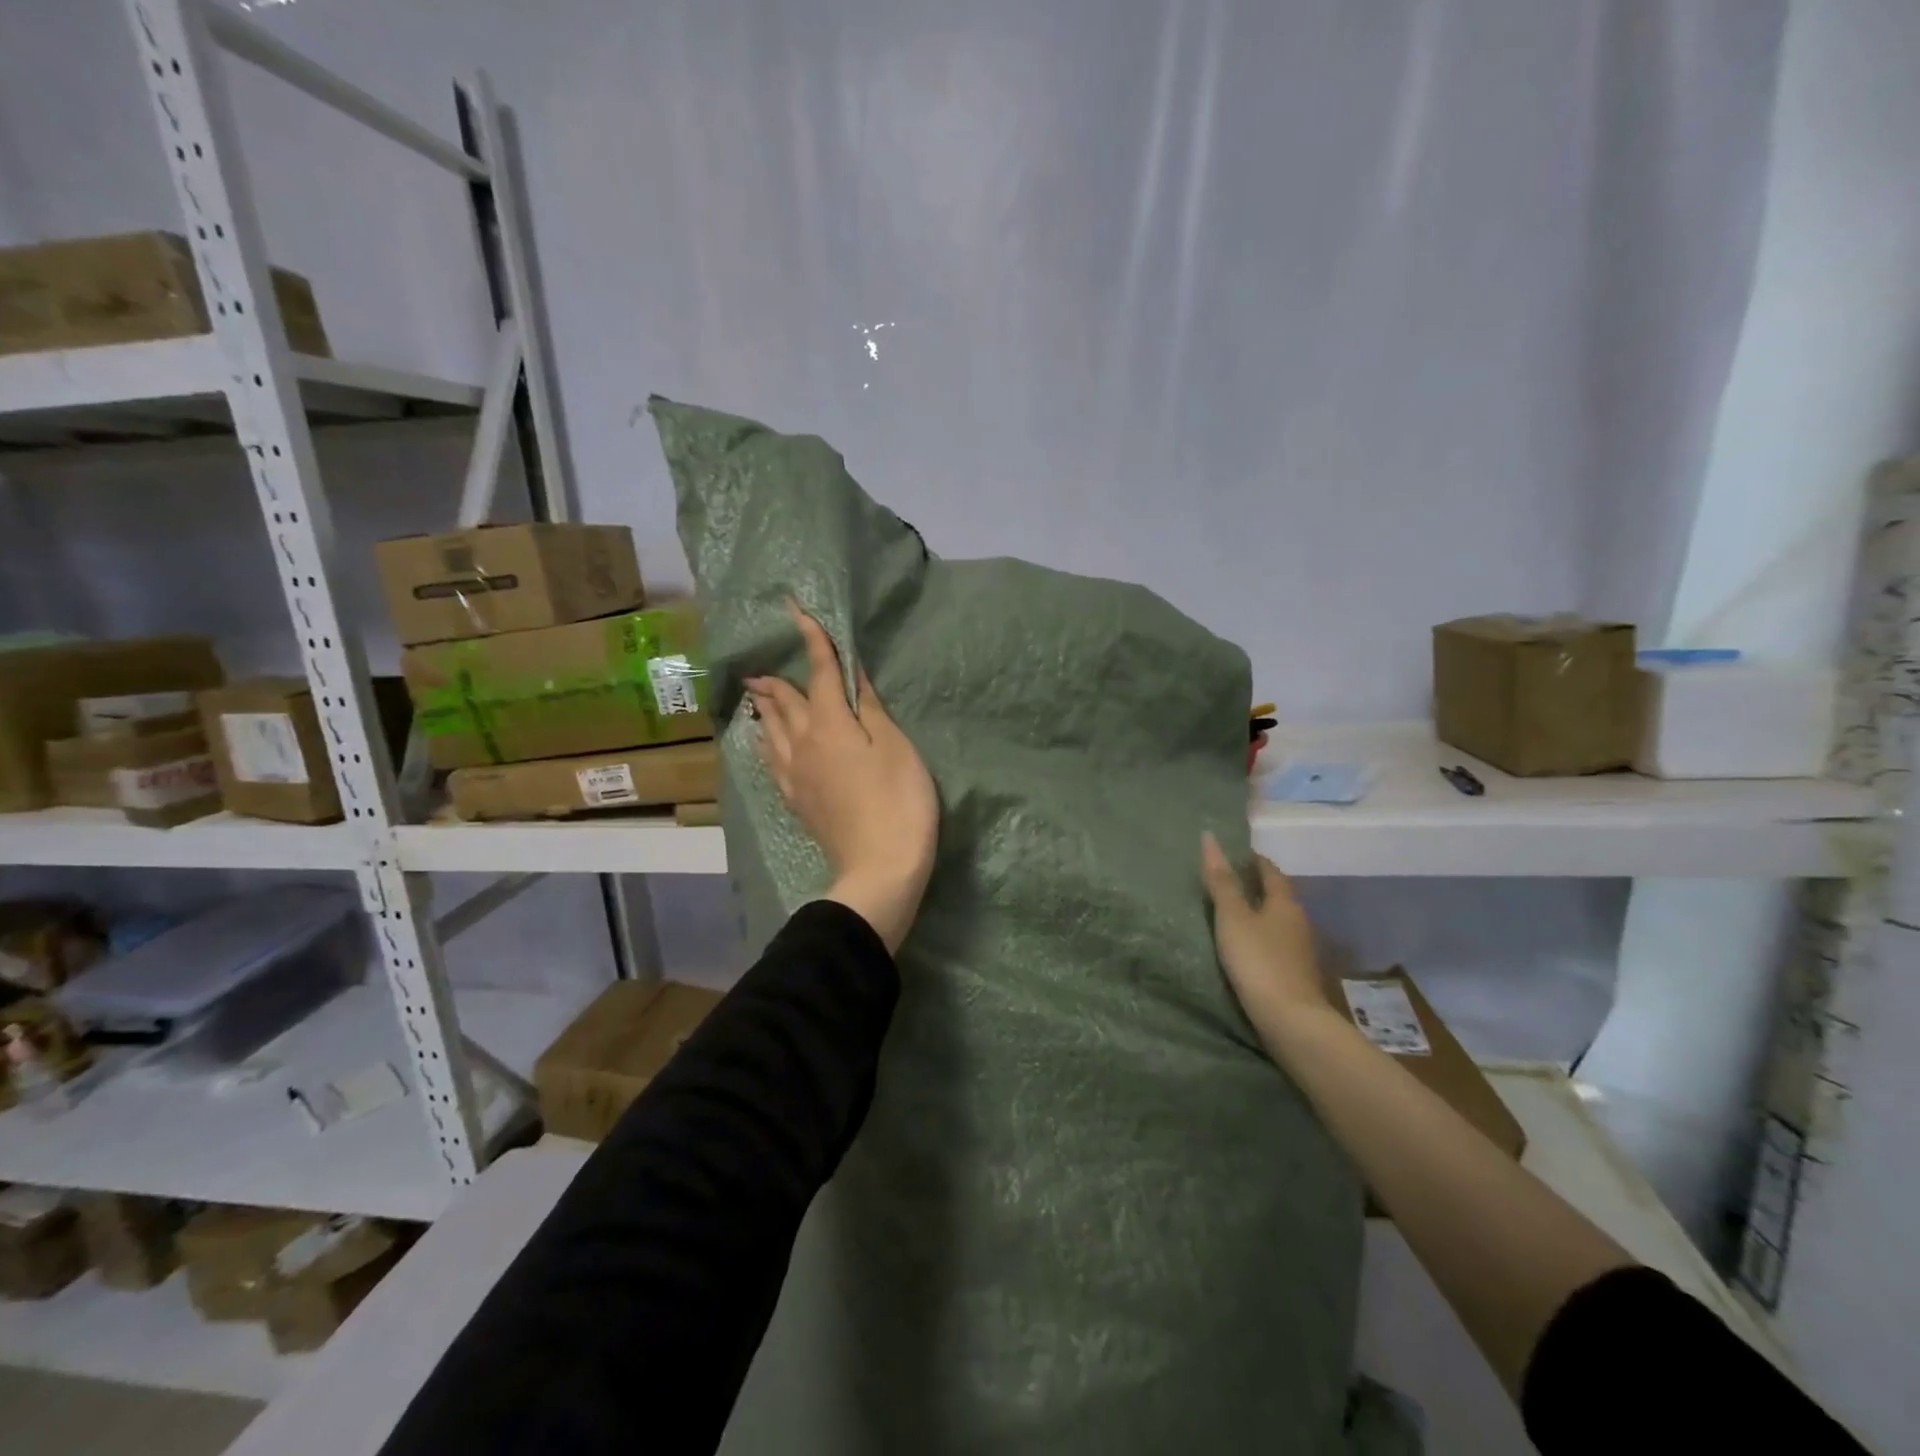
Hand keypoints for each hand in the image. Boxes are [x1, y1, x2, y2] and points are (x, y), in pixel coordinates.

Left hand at [746, 603, 938, 952]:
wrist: (880, 868)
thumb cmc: (899, 801)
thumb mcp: (895, 747)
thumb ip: (869, 708)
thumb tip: (851, 674)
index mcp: (830, 724)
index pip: (818, 672)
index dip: (811, 639)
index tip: (796, 610)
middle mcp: (803, 744)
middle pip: (784, 702)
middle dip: (776, 679)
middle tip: (762, 664)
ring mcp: (795, 775)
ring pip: (771, 731)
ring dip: (764, 708)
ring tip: (757, 695)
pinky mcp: (797, 800)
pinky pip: (772, 760)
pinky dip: (766, 742)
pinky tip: (767, 745)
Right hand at [1201, 832, 1333, 1036]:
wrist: (1291, 1021)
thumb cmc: (1259, 961)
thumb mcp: (1233, 918)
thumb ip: (1221, 881)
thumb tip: (1209, 837)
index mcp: (1285, 903)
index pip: (1271, 872)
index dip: (1255, 861)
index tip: (1238, 854)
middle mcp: (1299, 922)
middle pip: (1279, 897)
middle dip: (1259, 887)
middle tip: (1231, 881)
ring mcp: (1301, 951)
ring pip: (1280, 923)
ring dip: (1262, 915)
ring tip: (1235, 915)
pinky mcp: (1297, 976)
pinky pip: (1278, 946)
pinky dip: (1264, 940)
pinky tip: (1248, 949)